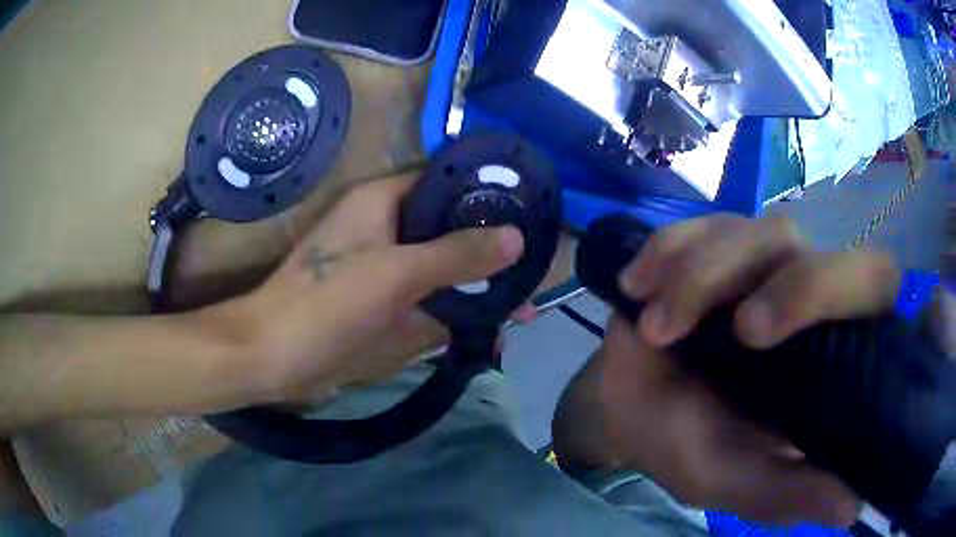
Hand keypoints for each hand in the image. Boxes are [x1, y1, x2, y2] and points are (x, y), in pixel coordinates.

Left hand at [219, 174, 528, 402]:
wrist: (274, 357)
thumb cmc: (327, 303)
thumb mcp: (397, 273)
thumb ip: (457, 254)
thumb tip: (516, 238)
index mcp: (381, 202)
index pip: (442, 181)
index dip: (483, 191)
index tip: (527, 211)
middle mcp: (386, 229)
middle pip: (448, 228)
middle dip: (489, 252)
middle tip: (531, 273)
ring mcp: (386, 270)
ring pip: (443, 269)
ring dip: (477, 289)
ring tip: (521, 310)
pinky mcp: (384, 305)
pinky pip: (430, 303)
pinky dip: (456, 317)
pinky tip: (486, 336)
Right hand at [596, 215, 900, 526]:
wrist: (628, 409)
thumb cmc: (686, 446)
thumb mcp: (736, 481)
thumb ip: (790, 493)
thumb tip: (852, 510)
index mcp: (827, 348)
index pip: (871, 290)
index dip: (849, 289)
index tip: (792, 336)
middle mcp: (804, 289)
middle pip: (816, 247)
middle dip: (787, 284)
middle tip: (738, 333)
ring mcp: (755, 260)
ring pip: (754, 231)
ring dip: (701, 276)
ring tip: (658, 328)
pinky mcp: (707, 243)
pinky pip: (695, 225)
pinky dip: (667, 251)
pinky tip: (639, 286)